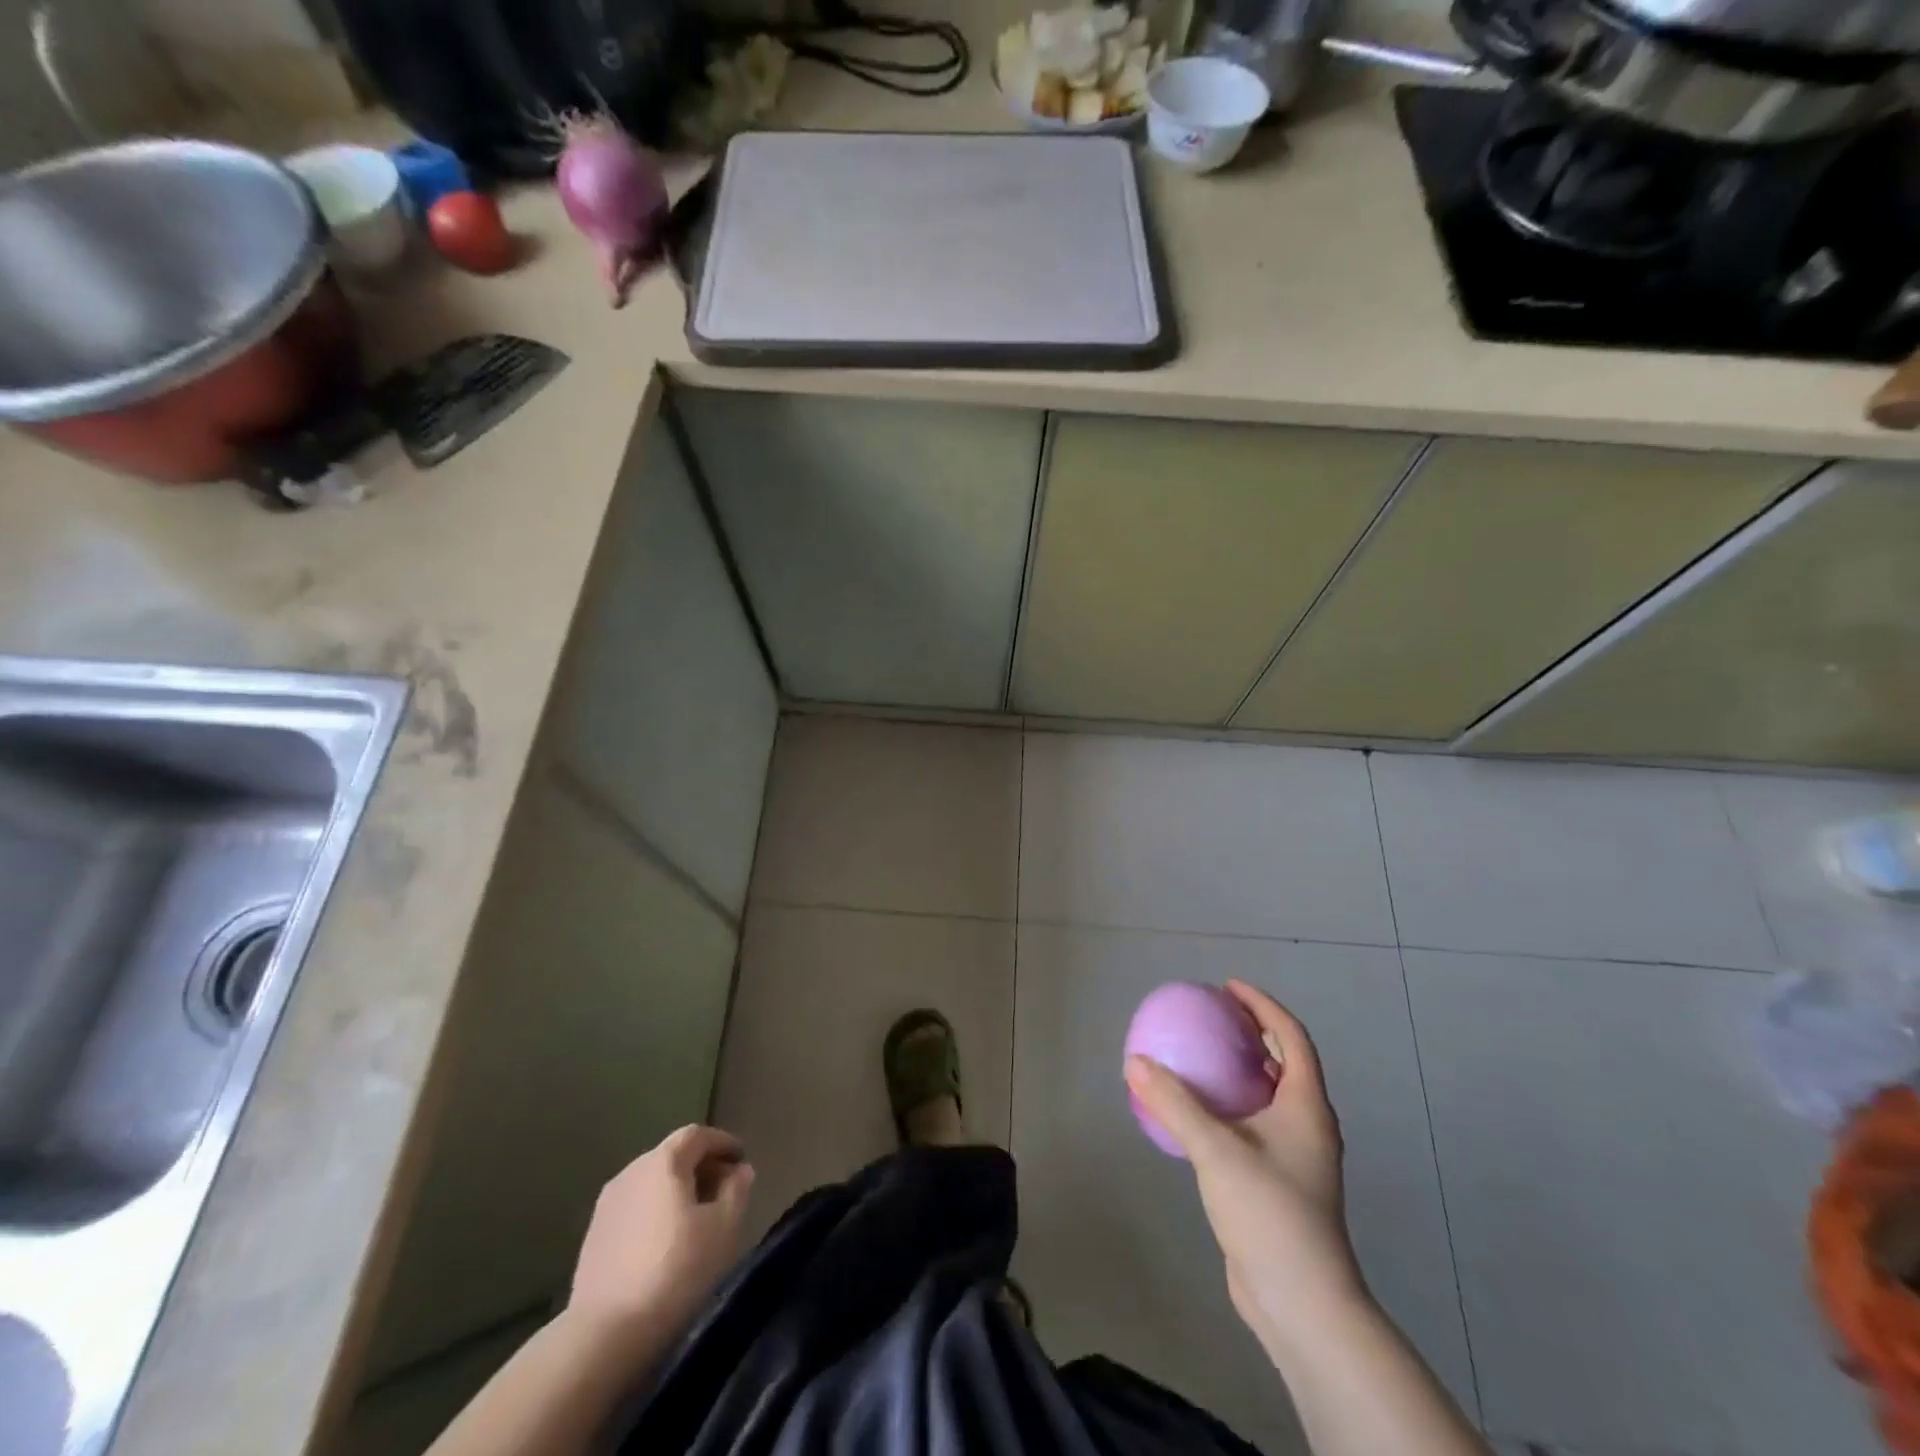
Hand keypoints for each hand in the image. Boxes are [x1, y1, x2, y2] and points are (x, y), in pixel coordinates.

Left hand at [566, 1125, 754, 1350]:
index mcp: (664, 1161)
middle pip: (673, 1156)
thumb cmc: (676, 1270)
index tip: (741, 1160)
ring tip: (697, 1218)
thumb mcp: (724, 1227)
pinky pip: (635, 1206)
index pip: (698, 1135)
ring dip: (677, 1190)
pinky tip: (666, 1241)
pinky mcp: (594, 1234)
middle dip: (702, 1166)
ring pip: (652, 1182)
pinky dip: (656, 1210)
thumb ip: (736, 1190)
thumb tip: (739, 1170)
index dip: (723, 1143)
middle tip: (724, 1190)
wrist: (605, 1333)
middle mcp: (632, 1170)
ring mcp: (608, 1203)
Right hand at [1125, 982, 1365, 1358]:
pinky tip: (1197, 1114)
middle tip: (1213, 1016)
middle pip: (1285, 1062)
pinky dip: (1229, 1106)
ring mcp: (1296, 1157)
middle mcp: (1307, 1125)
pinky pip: (1253, 1125)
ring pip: (1269, 1096)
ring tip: (1201, 1056)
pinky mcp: (1278, 1183)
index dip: (1263, 1006)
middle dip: (1252, 1033)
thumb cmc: (1269, 1213)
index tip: (1228, 987)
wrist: (1301, 1302)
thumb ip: (1174, 1103)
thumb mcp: (1216, 1150)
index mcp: (1306, 1106)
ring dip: (1240, 1070)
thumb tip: (1135, 1061)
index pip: (1292, 1038)